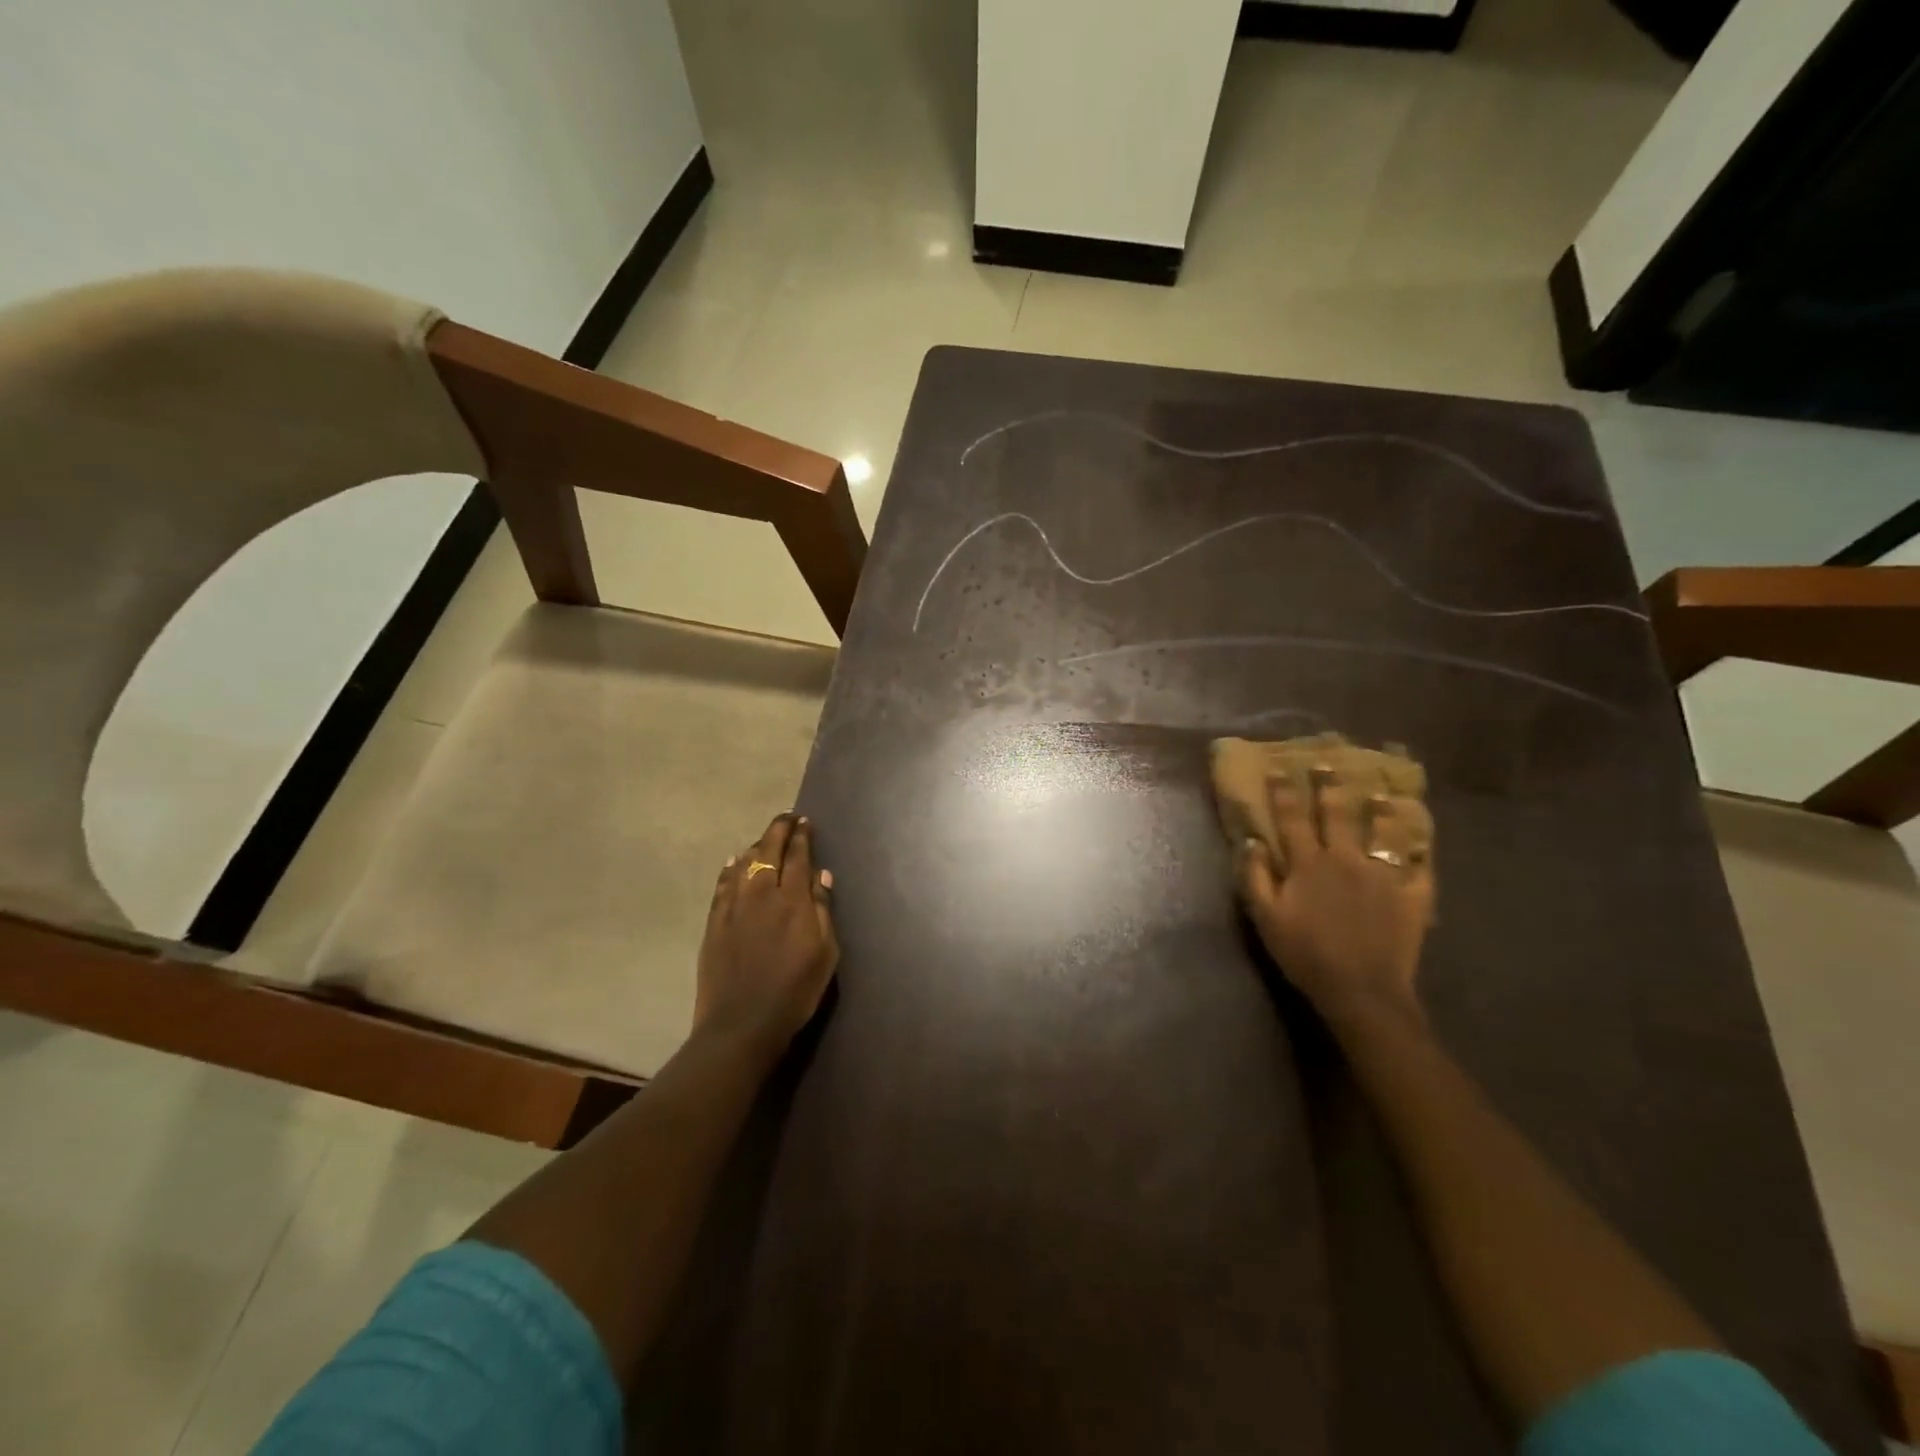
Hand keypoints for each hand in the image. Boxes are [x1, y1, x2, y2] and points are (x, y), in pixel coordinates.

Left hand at [694, 813, 839, 1063]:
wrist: (742, 1023)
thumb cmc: (795, 991)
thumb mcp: (825, 953)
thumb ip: (823, 910)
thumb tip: (822, 875)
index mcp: (793, 900)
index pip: (798, 855)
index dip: (801, 836)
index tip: (804, 822)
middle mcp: (762, 893)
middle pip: (768, 851)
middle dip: (778, 830)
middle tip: (786, 819)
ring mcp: (734, 906)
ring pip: (743, 863)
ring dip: (756, 846)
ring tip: (764, 840)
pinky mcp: (714, 922)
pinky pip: (722, 884)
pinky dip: (730, 868)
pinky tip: (733, 862)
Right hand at [1235, 765, 1434, 1027]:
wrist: (1361, 990)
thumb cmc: (1306, 954)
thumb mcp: (1266, 918)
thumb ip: (1254, 878)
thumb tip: (1251, 842)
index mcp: (1309, 863)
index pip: (1293, 818)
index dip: (1284, 791)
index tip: (1280, 768)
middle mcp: (1347, 859)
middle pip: (1338, 815)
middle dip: (1331, 787)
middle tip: (1330, 764)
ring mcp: (1384, 876)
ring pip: (1385, 832)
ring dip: (1383, 809)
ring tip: (1384, 792)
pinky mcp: (1414, 896)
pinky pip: (1422, 867)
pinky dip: (1423, 851)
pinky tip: (1425, 840)